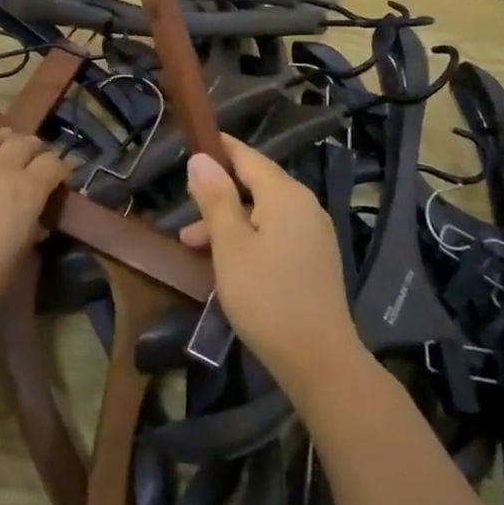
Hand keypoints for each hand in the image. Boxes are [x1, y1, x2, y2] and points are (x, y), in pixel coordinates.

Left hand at [0, 108, 70, 321]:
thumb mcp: (19, 260)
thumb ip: (29, 234)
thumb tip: (35, 225)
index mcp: (29, 190)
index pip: (54, 165)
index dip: (61, 170)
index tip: (61, 181)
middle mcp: (2, 169)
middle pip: (25, 144)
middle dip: (34, 149)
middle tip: (35, 159)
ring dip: (3, 135)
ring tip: (7, 138)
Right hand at [180, 138, 363, 396]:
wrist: (319, 360)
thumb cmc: (266, 296)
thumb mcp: (230, 245)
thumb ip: (216, 198)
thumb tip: (201, 158)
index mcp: (286, 195)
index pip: (248, 157)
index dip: (220, 149)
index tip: (193, 144)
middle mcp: (305, 206)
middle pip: (256, 186)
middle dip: (218, 196)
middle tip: (184, 212)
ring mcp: (314, 234)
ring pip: (264, 214)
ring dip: (229, 224)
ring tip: (193, 247)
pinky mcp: (315, 260)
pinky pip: (276, 235)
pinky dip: (249, 240)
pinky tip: (227, 264)